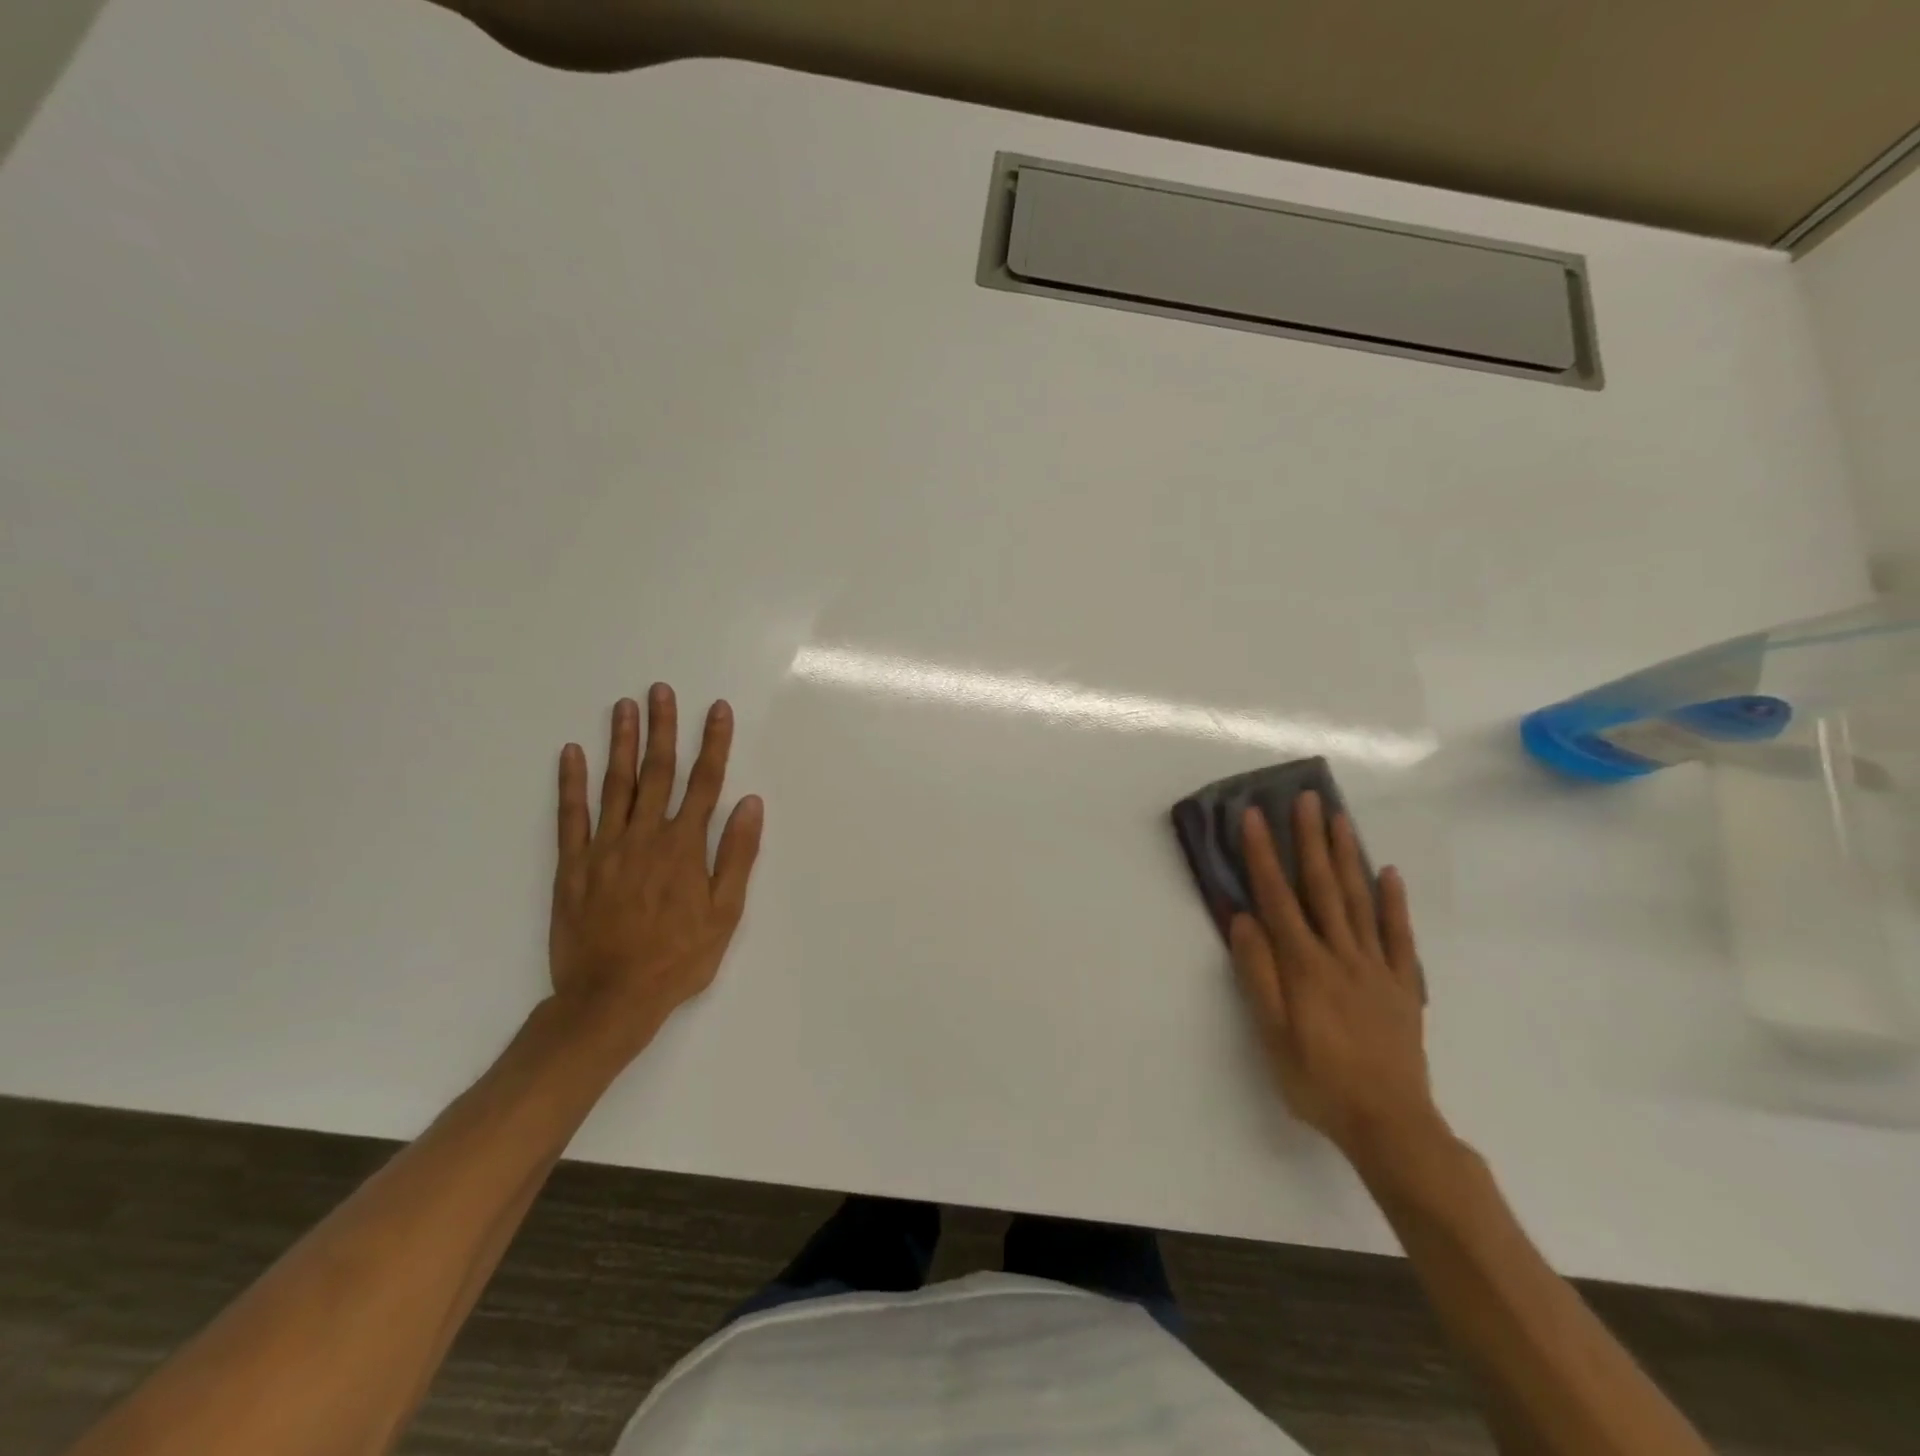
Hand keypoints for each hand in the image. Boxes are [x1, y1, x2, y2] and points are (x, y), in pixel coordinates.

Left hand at [547, 684, 763, 1061]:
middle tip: (660, 690)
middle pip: (657, 772)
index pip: (705, 783)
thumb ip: (736, 855)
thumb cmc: (677, 959)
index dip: (713, 743)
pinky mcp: (573, 865)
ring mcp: (605, 848)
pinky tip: (571, 753)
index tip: (717, 709)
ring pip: (615, 784)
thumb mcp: (724, 914)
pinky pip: (570, 816)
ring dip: (620, 742)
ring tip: (624, 706)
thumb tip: (750, 803)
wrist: (610, 999)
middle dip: (662, 728)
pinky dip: (570, 783)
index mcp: (684, 847)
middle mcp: (645, 836)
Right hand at [1228, 791, 1440, 1165]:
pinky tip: (1388, 873)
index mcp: (1303, 966)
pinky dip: (1393, 902)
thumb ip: (1257, 973)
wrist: (1390, 1125)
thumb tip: (1242, 920)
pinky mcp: (1402, 985)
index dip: (1263, 855)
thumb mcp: (1271, 1035)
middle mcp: (1340, 955)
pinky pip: (1399, 936)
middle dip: (1310, 840)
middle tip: (1306, 798)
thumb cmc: (1317, 1080)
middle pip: (1322, 887)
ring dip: (1348, 857)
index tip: (1253, 817)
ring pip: (1359, 901)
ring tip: (1340, 819)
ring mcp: (1376, 967)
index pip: (1277, 898)